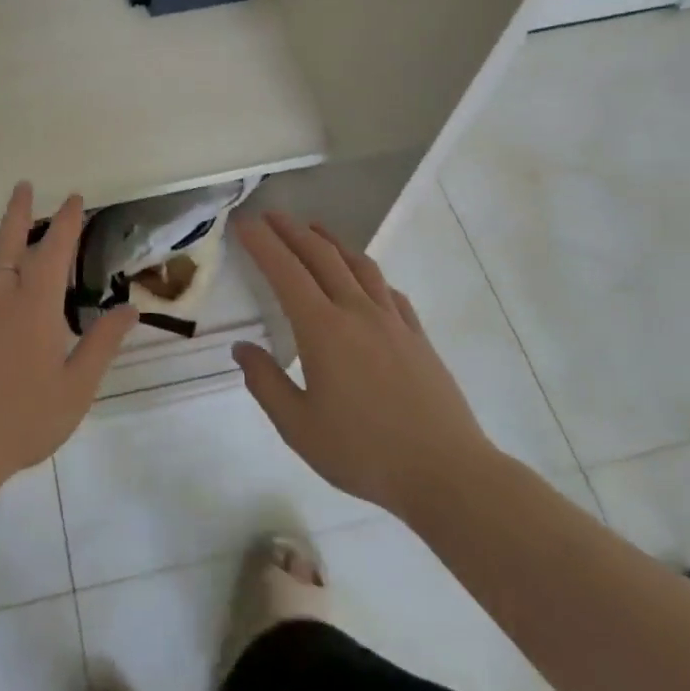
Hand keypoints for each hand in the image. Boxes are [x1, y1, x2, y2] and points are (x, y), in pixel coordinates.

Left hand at [0, 184, 137, 491]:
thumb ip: (102, 344)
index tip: (74, 199)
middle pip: (7, 245)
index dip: (66, 223)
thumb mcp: (77, 388)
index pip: (54, 254)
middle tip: (24, 185)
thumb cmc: (24, 422)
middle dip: (19, 213)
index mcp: (35, 309)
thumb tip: (130, 308)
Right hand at [232, 211, 495, 516]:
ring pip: (359, 265)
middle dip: (292, 231)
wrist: (447, 474)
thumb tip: (242, 348)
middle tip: (270, 216)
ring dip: (332, 242)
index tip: (244, 223)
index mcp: (323, 330)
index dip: (262, 243)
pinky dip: (367, 273)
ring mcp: (393, 321)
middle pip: (321, 256)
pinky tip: (364, 280)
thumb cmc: (365, 453)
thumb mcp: (299, 428)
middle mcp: (357, 312)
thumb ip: (266, 383)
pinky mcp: (418, 336)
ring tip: (315, 230)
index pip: (285, 272)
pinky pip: (388, 291)